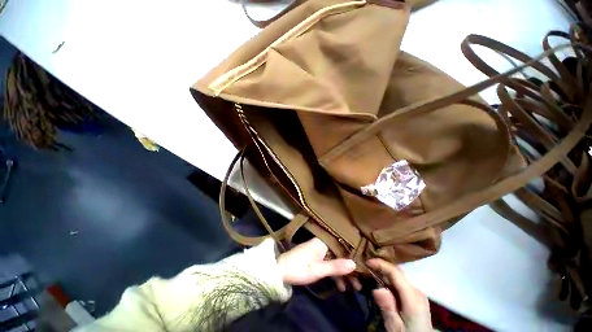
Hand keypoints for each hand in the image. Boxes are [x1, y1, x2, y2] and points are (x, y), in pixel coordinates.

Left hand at [277, 238, 355, 284]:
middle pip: (344, 256)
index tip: (368, 265)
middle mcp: (325, 245)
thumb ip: (336, 267)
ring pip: (338, 263)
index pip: (346, 246)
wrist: (277, 273)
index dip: (358, 255)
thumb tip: (355, 264)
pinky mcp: (317, 262)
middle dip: (353, 269)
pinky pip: (331, 267)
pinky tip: (342, 287)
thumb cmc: (297, 269)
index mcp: (324, 242)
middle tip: (362, 282)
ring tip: (355, 288)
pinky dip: (336, 276)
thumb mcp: (318, 270)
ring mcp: (321, 254)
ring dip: (346, 275)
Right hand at [367, 259, 432, 331]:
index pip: (398, 275)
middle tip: (367, 268)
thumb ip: (388, 307)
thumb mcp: (394, 325)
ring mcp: (419, 294)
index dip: (383, 265)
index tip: (368, 261)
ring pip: (402, 280)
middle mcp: (418, 291)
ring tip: (372, 275)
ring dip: (388, 276)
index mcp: (413, 297)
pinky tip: (384, 286)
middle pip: (401, 275)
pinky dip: (393, 283)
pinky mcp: (418, 298)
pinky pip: (404, 286)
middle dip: (384, 268)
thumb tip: (377, 288)